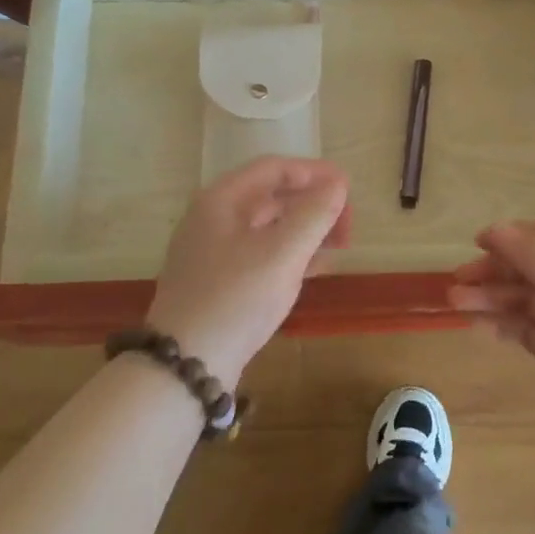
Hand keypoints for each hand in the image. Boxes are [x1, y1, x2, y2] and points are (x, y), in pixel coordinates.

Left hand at [147, 157, 350, 386]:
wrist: (186, 365)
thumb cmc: (236, 298)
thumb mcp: (282, 253)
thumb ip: (314, 214)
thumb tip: (338, 183)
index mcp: (222, 199)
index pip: (273, 168)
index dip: (314, 173)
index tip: (348, 188)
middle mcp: (212, 218)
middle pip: (270, 196)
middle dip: (313, 205)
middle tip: (348, 225)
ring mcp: (212, 251)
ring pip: (267, 227)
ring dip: (305, 231)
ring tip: (339, 247)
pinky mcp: (217, 281)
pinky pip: (260, 254)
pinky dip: (289, 254)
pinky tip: (315, 269)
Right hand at [449, 220, 534, 457]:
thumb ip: (529, 254)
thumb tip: (496, 228)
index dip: (513, 236)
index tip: (476, 243)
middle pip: (534, 268)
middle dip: (495, 272)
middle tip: (457, 281)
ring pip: (528, 301)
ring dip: (494, 299)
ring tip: (455, 304)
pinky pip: (531, 331)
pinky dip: (507, 326)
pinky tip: (480, 326)